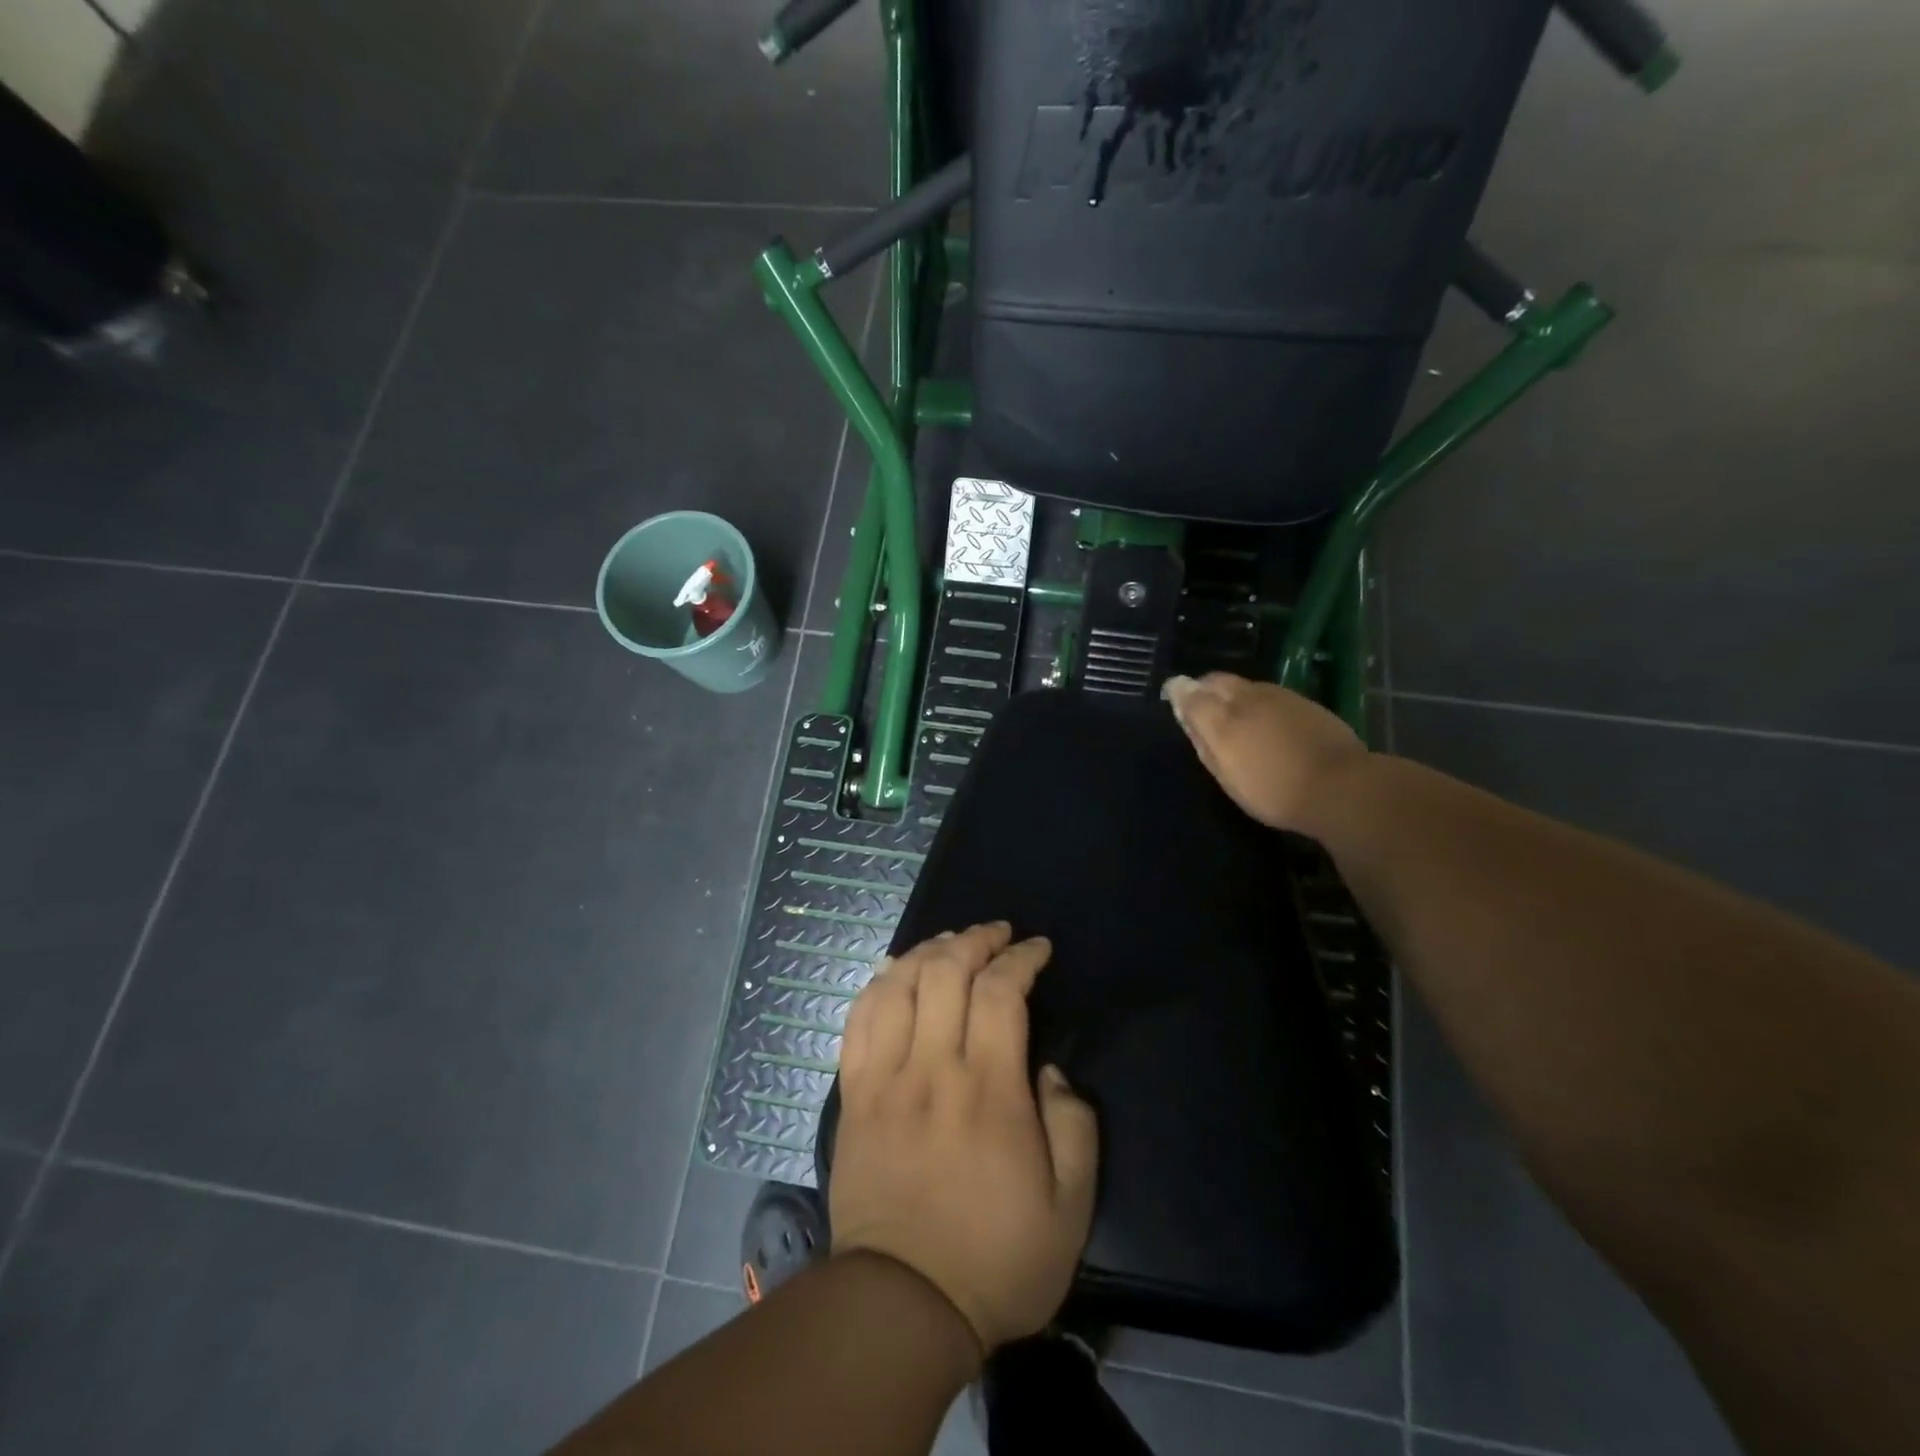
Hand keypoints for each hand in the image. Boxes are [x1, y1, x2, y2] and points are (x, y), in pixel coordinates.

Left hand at [829, 922, 1098, 1354]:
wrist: (902, 1305)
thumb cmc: (995, 1258)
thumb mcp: (1070, 1210)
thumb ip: (1074, 1128)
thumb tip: (1051, 1073)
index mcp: (989, 1089)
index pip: (1001, 991)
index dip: (1020, 957)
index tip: (1037, 948)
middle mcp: (933, 1068)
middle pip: (945, 971)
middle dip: (975, 939)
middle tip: (996, 934)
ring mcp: (885, 1078)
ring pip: (898, 985)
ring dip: (927, 951)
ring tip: (949, 943)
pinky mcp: (854, 1095)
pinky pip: (858, 1020)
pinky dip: (879, 984)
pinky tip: (895, 973)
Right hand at [1162, 673, 1367, 834]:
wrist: (1340, 786)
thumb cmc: (1274, 791)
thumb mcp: (1227, 775)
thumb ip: (1203, 740)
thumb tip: (1185, 711)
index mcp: (1222, 718)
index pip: (1189, 693)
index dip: (1178, 692)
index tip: (1172, 697)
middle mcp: (1246, 698)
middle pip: (1216, 681)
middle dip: (1203, 688)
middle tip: (1199, 705)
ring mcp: (1278, 696)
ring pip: (1243, 685)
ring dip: (1230, 693)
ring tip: (1230, 714)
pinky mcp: (1302, 701)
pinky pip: (1267, 692)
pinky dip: (1254, 700)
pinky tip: (1262, 719)